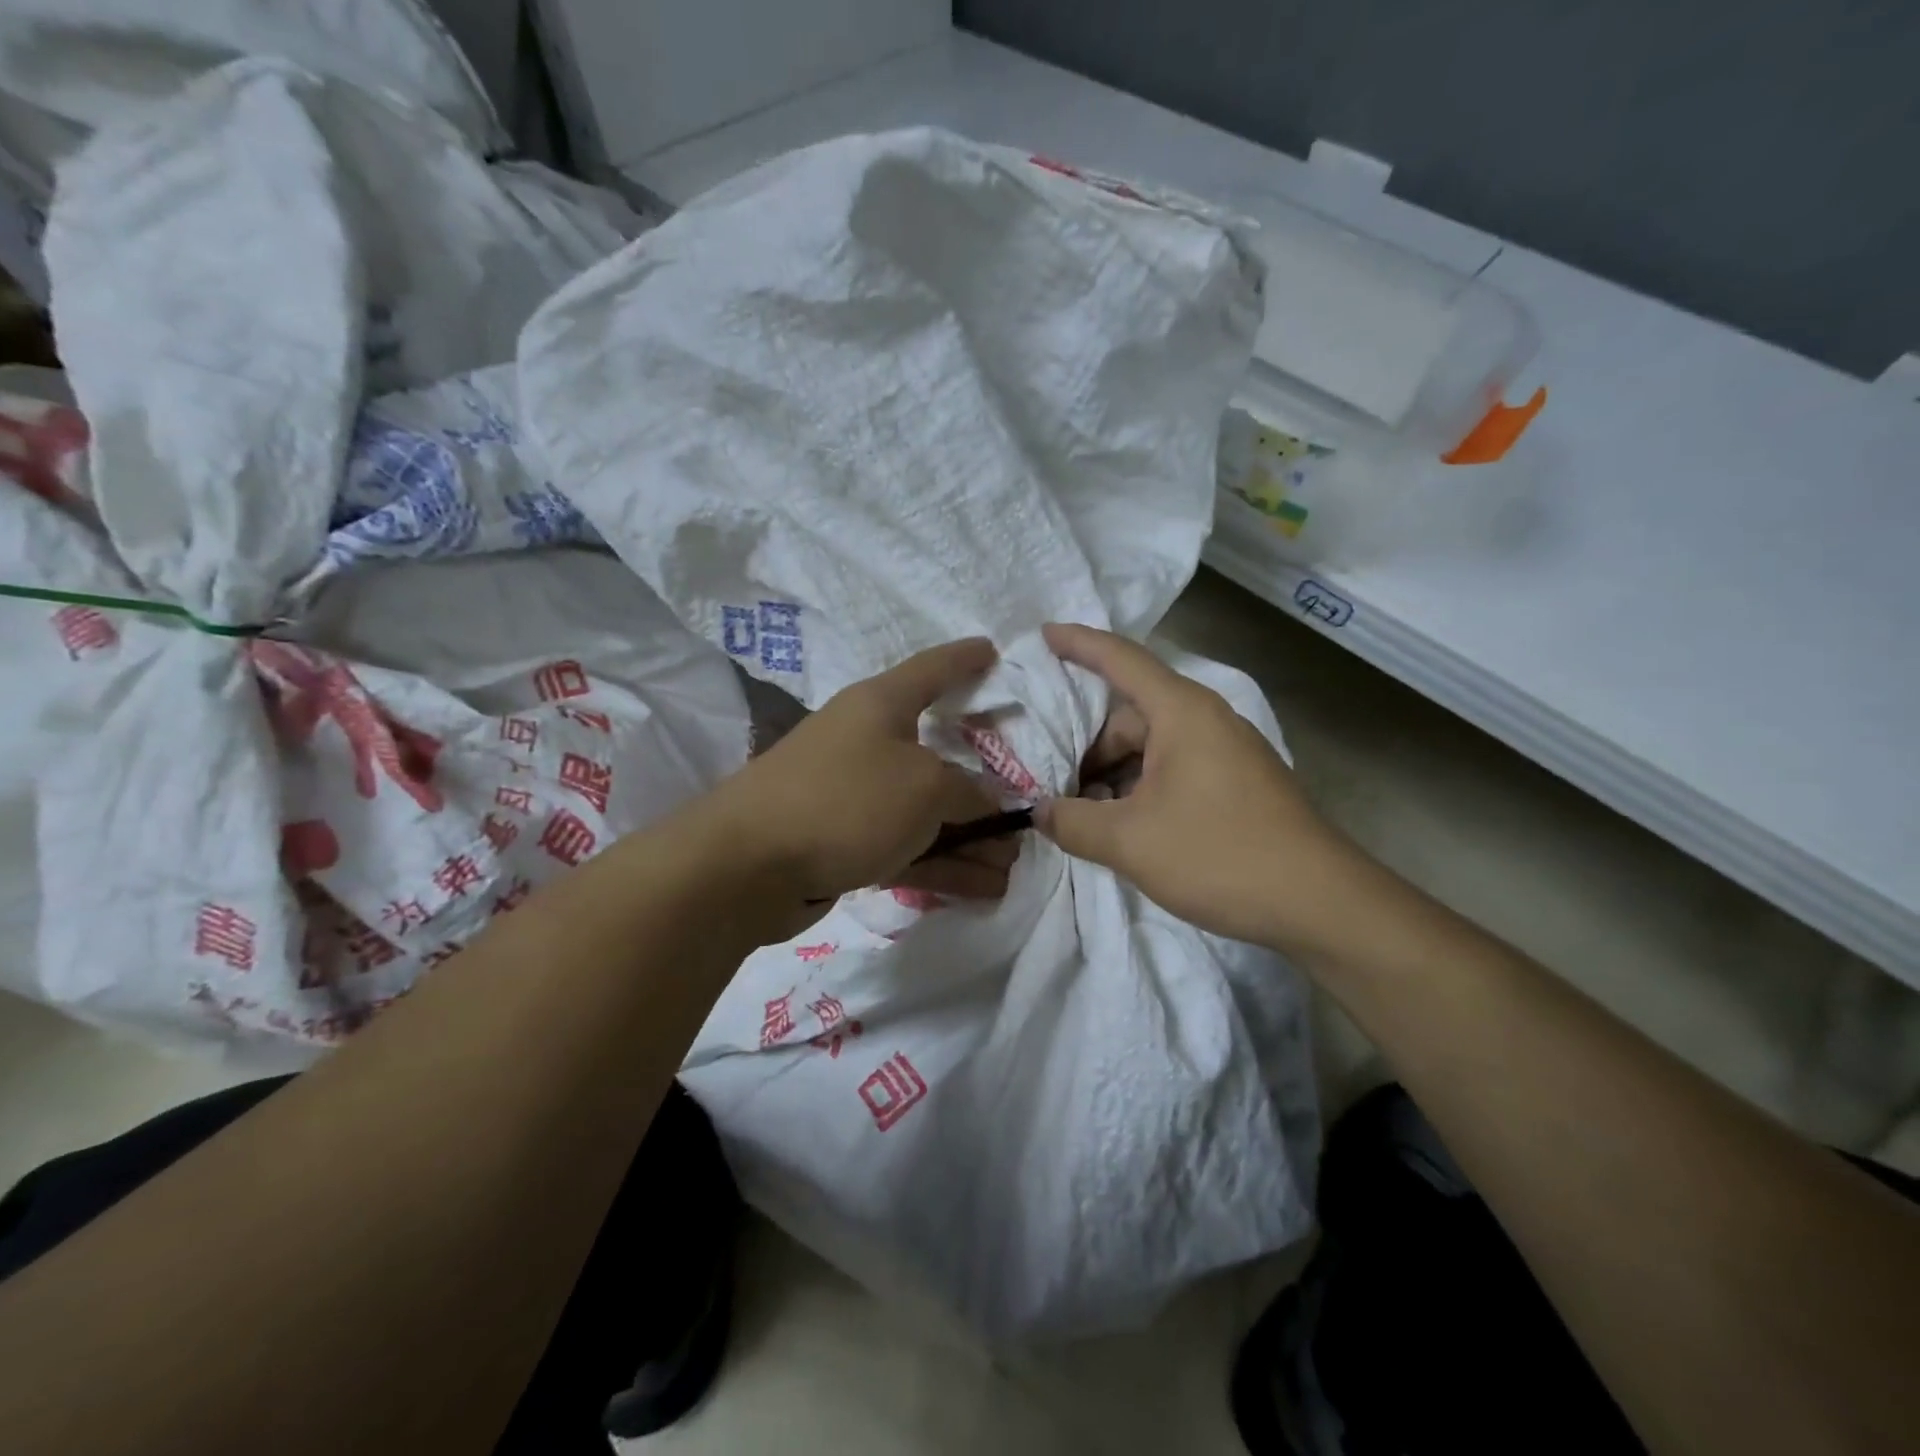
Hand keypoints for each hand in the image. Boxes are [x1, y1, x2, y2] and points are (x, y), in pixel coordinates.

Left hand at [708, 638, 1017, 915]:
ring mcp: (854, 794)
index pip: (933, 669)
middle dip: (985, 783)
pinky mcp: (844, 841)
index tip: (994, 651)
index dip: (966, 659)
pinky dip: (942, 864)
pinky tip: (981, 889)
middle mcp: (868, 742)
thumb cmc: (846, 800)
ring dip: (970, 837)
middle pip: (940, 753)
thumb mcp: (926, 787)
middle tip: (1024, 804)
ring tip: (1012, 865)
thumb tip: (986, 800)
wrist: (747, 865)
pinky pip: (905, 845)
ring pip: (926, 810)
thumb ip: (969, 790)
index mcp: (882, 705)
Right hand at [1036, 623, 1367, 950]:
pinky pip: (1172, 769)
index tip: (1044, 632)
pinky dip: (1139, 788)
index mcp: (1182, 712)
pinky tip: (1121, 825)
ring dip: (1111, 774)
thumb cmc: (1219, 854)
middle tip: (1048, 778)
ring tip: (1079, 811)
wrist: (1319, 903)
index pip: (1121, 660)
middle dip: (1086, 744)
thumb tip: (1039, 812)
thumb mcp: (1130, 841)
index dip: (1079, 644)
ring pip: (1150, 747)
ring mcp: (1225, 753)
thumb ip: (1073, 822)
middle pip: (1130, 714)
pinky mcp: (1235, 784)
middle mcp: (1205, 720)